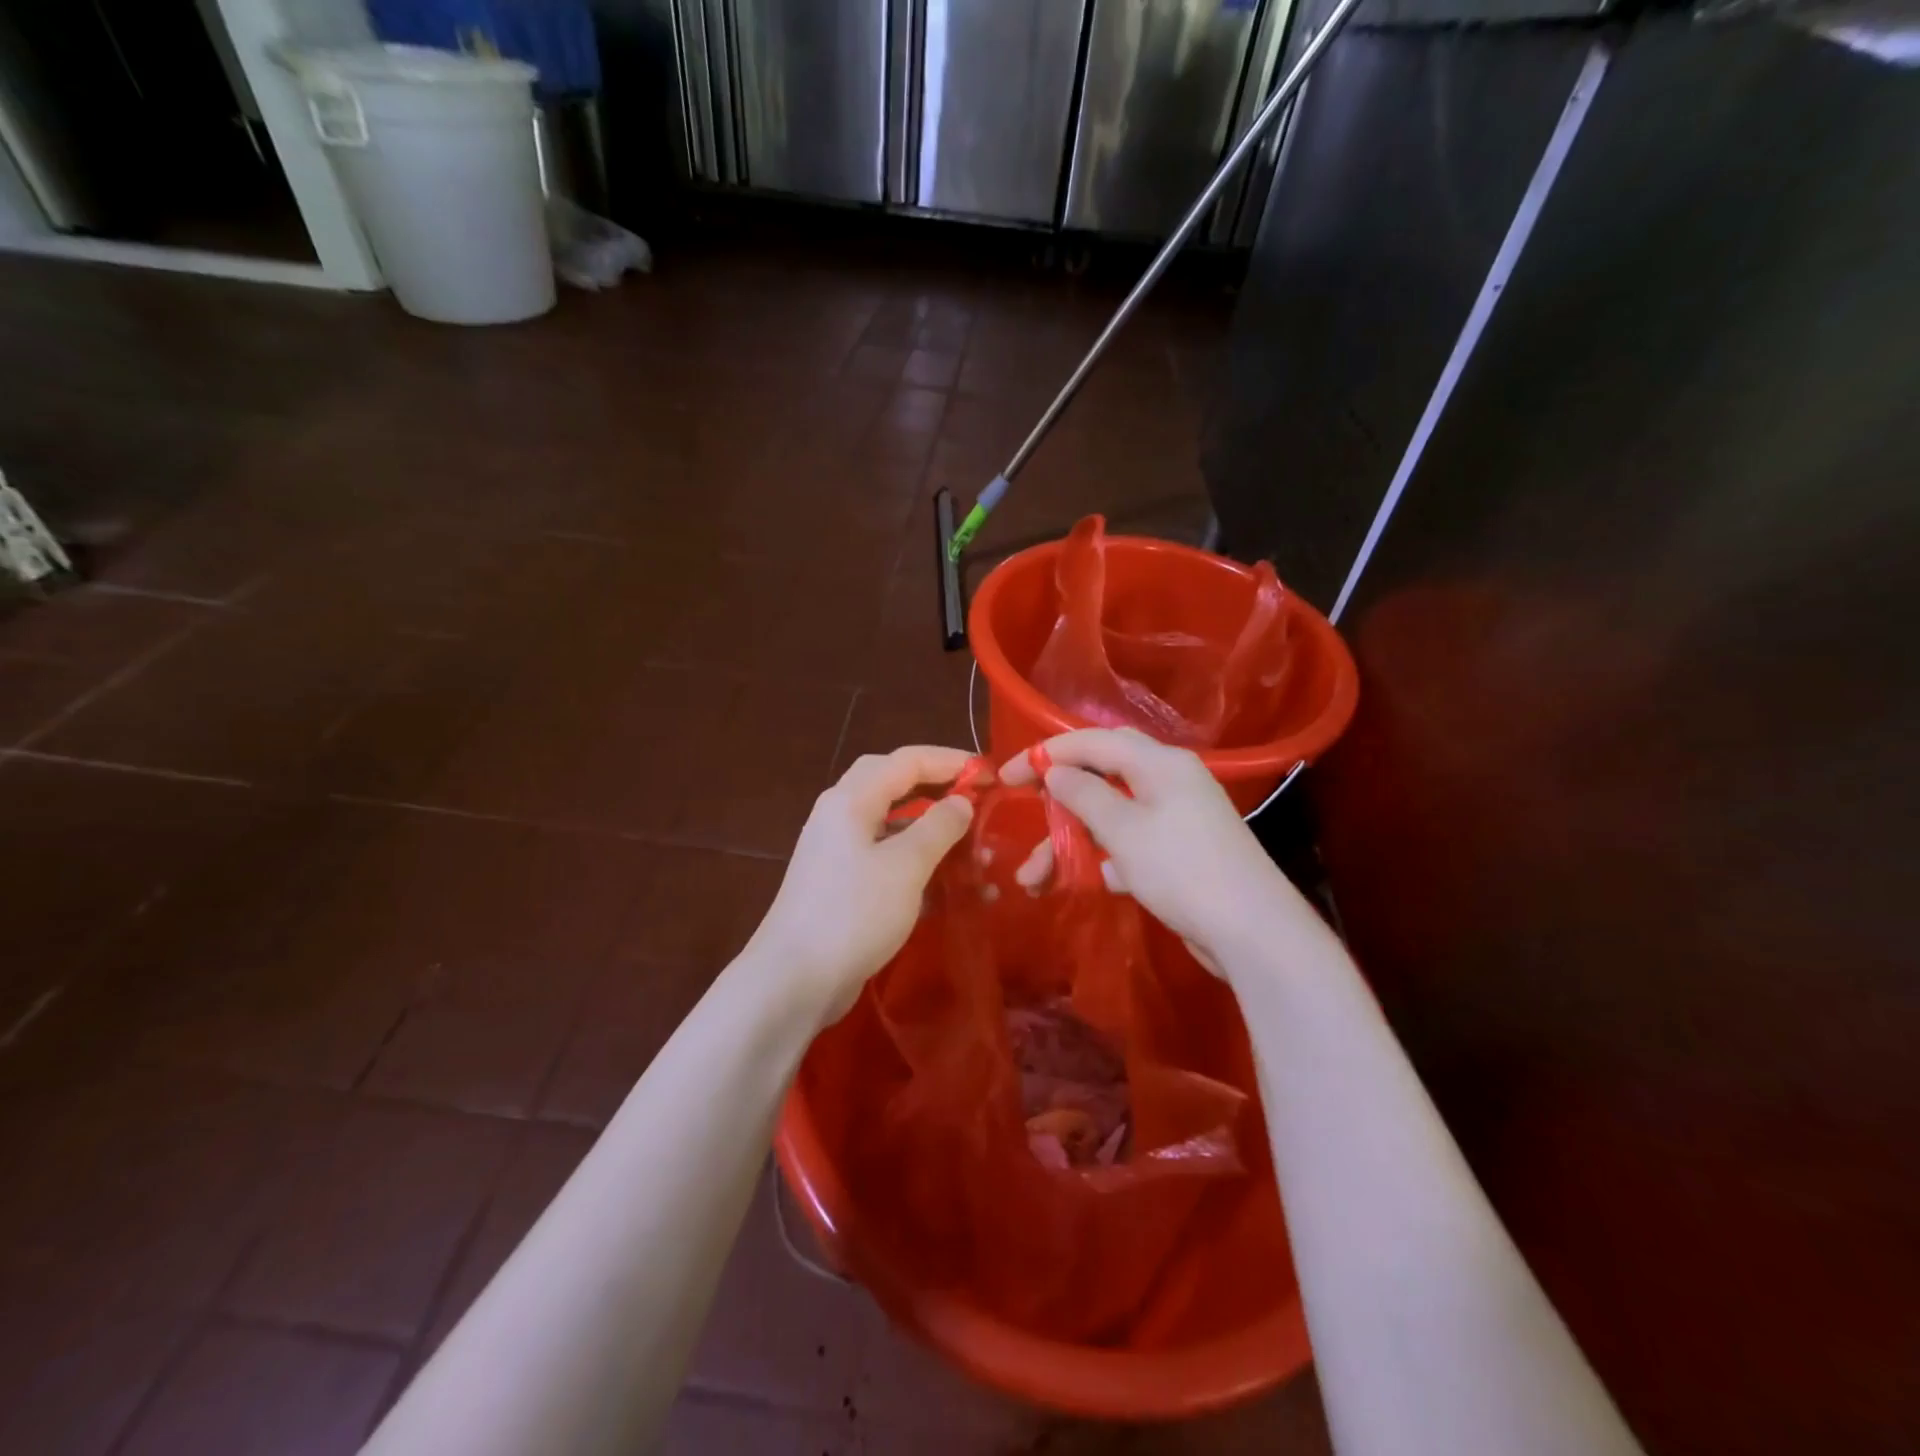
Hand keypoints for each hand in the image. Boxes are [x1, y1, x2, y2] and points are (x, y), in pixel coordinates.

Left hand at [747, 745, 975, 1026]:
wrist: (795, 979)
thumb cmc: (853, 913)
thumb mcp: (905, 866)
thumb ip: (938, 827)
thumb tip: (961, 802)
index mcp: (851, 800)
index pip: (907, 760)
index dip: (951, 761)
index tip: (991, 776)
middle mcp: (841, 815)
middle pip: (894, 783)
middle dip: (938, 787)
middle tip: (976, 799)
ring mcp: (839, 851)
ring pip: (893, 825)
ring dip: (933, 832)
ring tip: (975, 851)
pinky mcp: (843, 885)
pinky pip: (887, 859)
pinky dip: (919, 865)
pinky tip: (951, 887)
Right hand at [1000, 728, 1315, 975]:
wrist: (1251, 932)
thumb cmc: (1183, 870)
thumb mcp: (1124, 830)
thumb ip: (1084, 795)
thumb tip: (1056, 771)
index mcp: (1159, 763)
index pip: (1091, 742)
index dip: (1045, 754)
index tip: (1006, 777)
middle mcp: (1168, 780)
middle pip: (1100, 774)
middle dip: (1057, 797)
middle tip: (1023, 810)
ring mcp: (1175, 817)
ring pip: (1109, 815)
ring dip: (1070, 840)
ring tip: (1034, 878)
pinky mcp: (1178, 852)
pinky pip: (1128, 843)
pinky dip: (1101, 857)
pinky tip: (1083, 881)